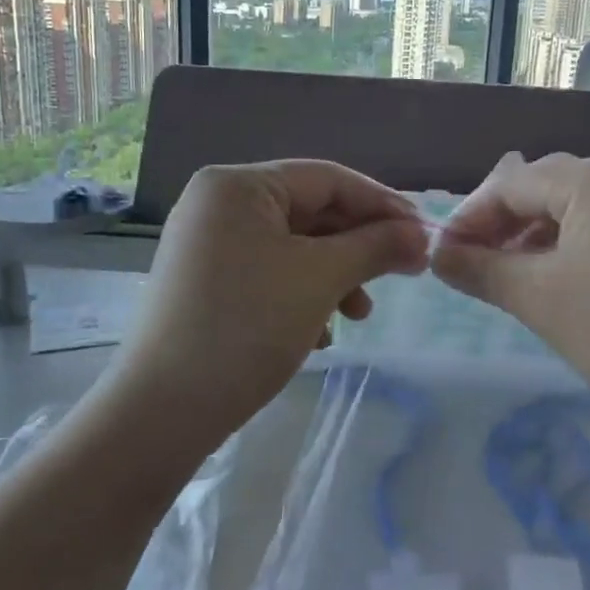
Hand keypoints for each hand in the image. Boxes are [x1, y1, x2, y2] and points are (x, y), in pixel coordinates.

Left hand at [105, 160, 428, 438]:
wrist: (163, 410)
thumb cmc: (247, 327)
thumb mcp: (321, 280)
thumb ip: (376, 246)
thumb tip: (423, 235)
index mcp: (238, 185)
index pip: (328, 178)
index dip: (383, 204)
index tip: (426, 235)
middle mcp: (218, 203)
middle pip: (310, 211)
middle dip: (359, 246)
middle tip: (404, 274)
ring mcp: (208, 243)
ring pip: (293, 246)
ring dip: (336, 275)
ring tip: (360, 314)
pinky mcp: (206, 281)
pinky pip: (270, 271)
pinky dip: (303, 293)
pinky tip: (321, 332)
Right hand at [431, 152, 589, 421]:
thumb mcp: (539, 298)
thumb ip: (479, 269)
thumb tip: (437, 255)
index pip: (513, 184)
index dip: (470, 218)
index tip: (442, 257)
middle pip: (548, 189)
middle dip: (504, 227)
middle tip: (474, 268)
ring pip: (581, 210)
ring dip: (539, 239)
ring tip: (515, 280)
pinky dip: (578, 249)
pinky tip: (567, 284)